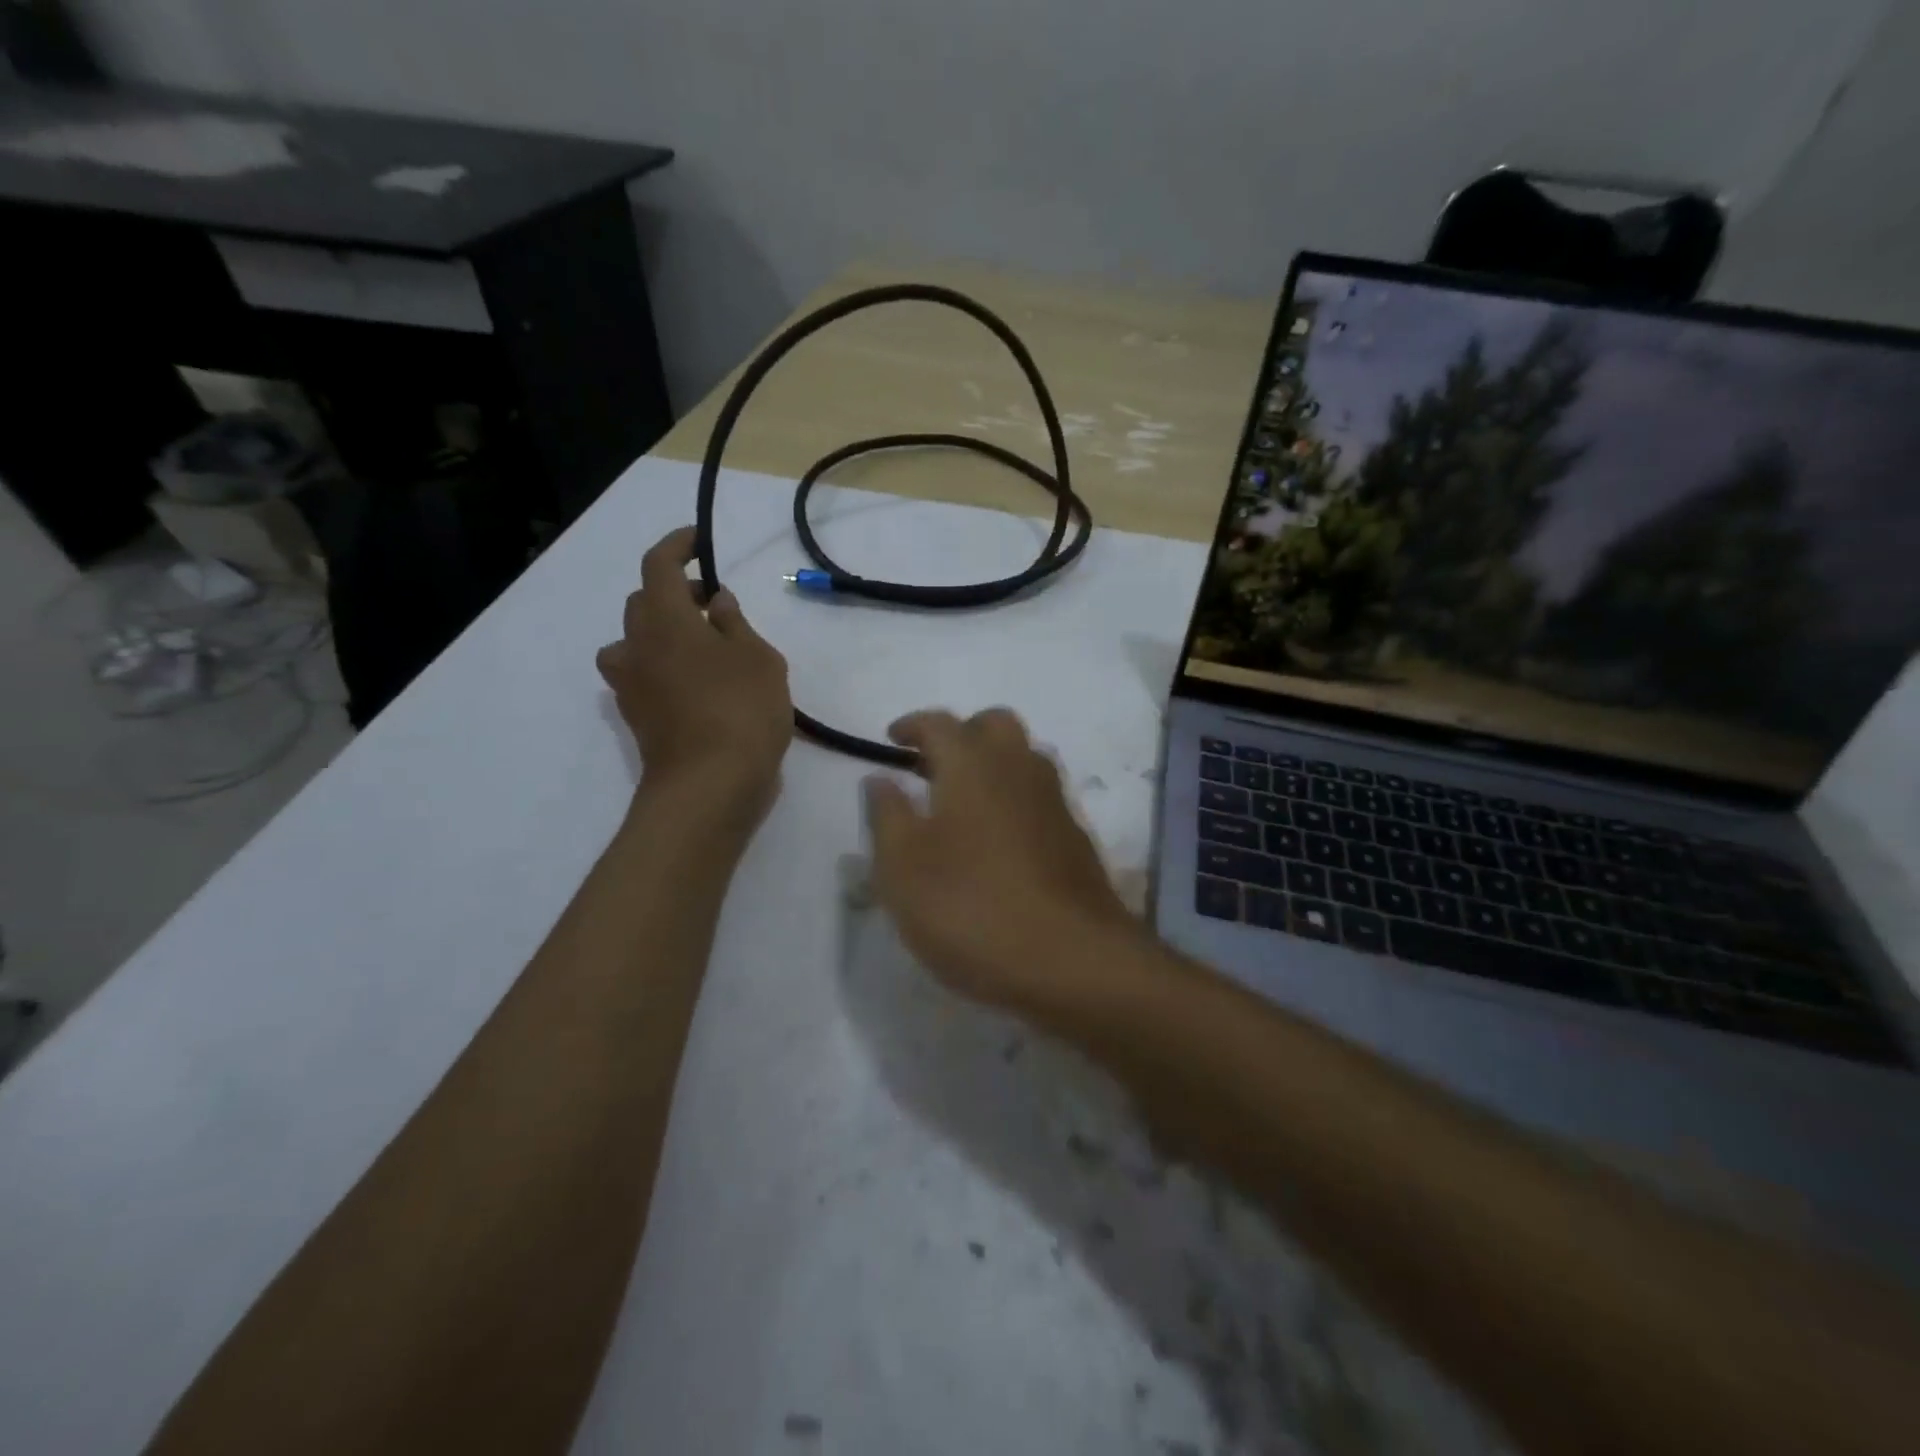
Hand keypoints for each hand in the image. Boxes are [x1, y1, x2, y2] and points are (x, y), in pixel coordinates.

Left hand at [598, 527, 791, 823]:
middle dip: (674, 592)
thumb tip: (716, 603)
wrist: (710, 785)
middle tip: (714, 604)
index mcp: (665, 619)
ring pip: (635, 641)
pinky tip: (697, 685)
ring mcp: (631, 684)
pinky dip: (663, 666)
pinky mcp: (637, 717)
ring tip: (702, 647)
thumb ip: (735, 623)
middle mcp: (637, 645)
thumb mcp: (758, 658)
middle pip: (642, 602)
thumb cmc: (742, 710)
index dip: (677, 545)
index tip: (698, 539)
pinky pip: (642, 675)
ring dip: (662, 632)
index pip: (658, 565)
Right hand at [862, 708, 1139, 1011]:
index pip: (940, 723)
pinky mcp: (1076, 837)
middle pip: (994, 724)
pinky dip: (1015, 798)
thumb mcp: (902, 869)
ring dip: (993, 763)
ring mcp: (1055, 802)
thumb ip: (887, 815)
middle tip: (932, 766)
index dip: (912, 725)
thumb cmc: (971, 909)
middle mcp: (1019, 769)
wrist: (1072, 960)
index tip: (892, 738)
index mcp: (973, 765)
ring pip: (1024, 757)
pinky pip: (1041, 795)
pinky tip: (999, 840)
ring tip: (963, 802)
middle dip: (961, 733)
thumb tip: (880, 778)